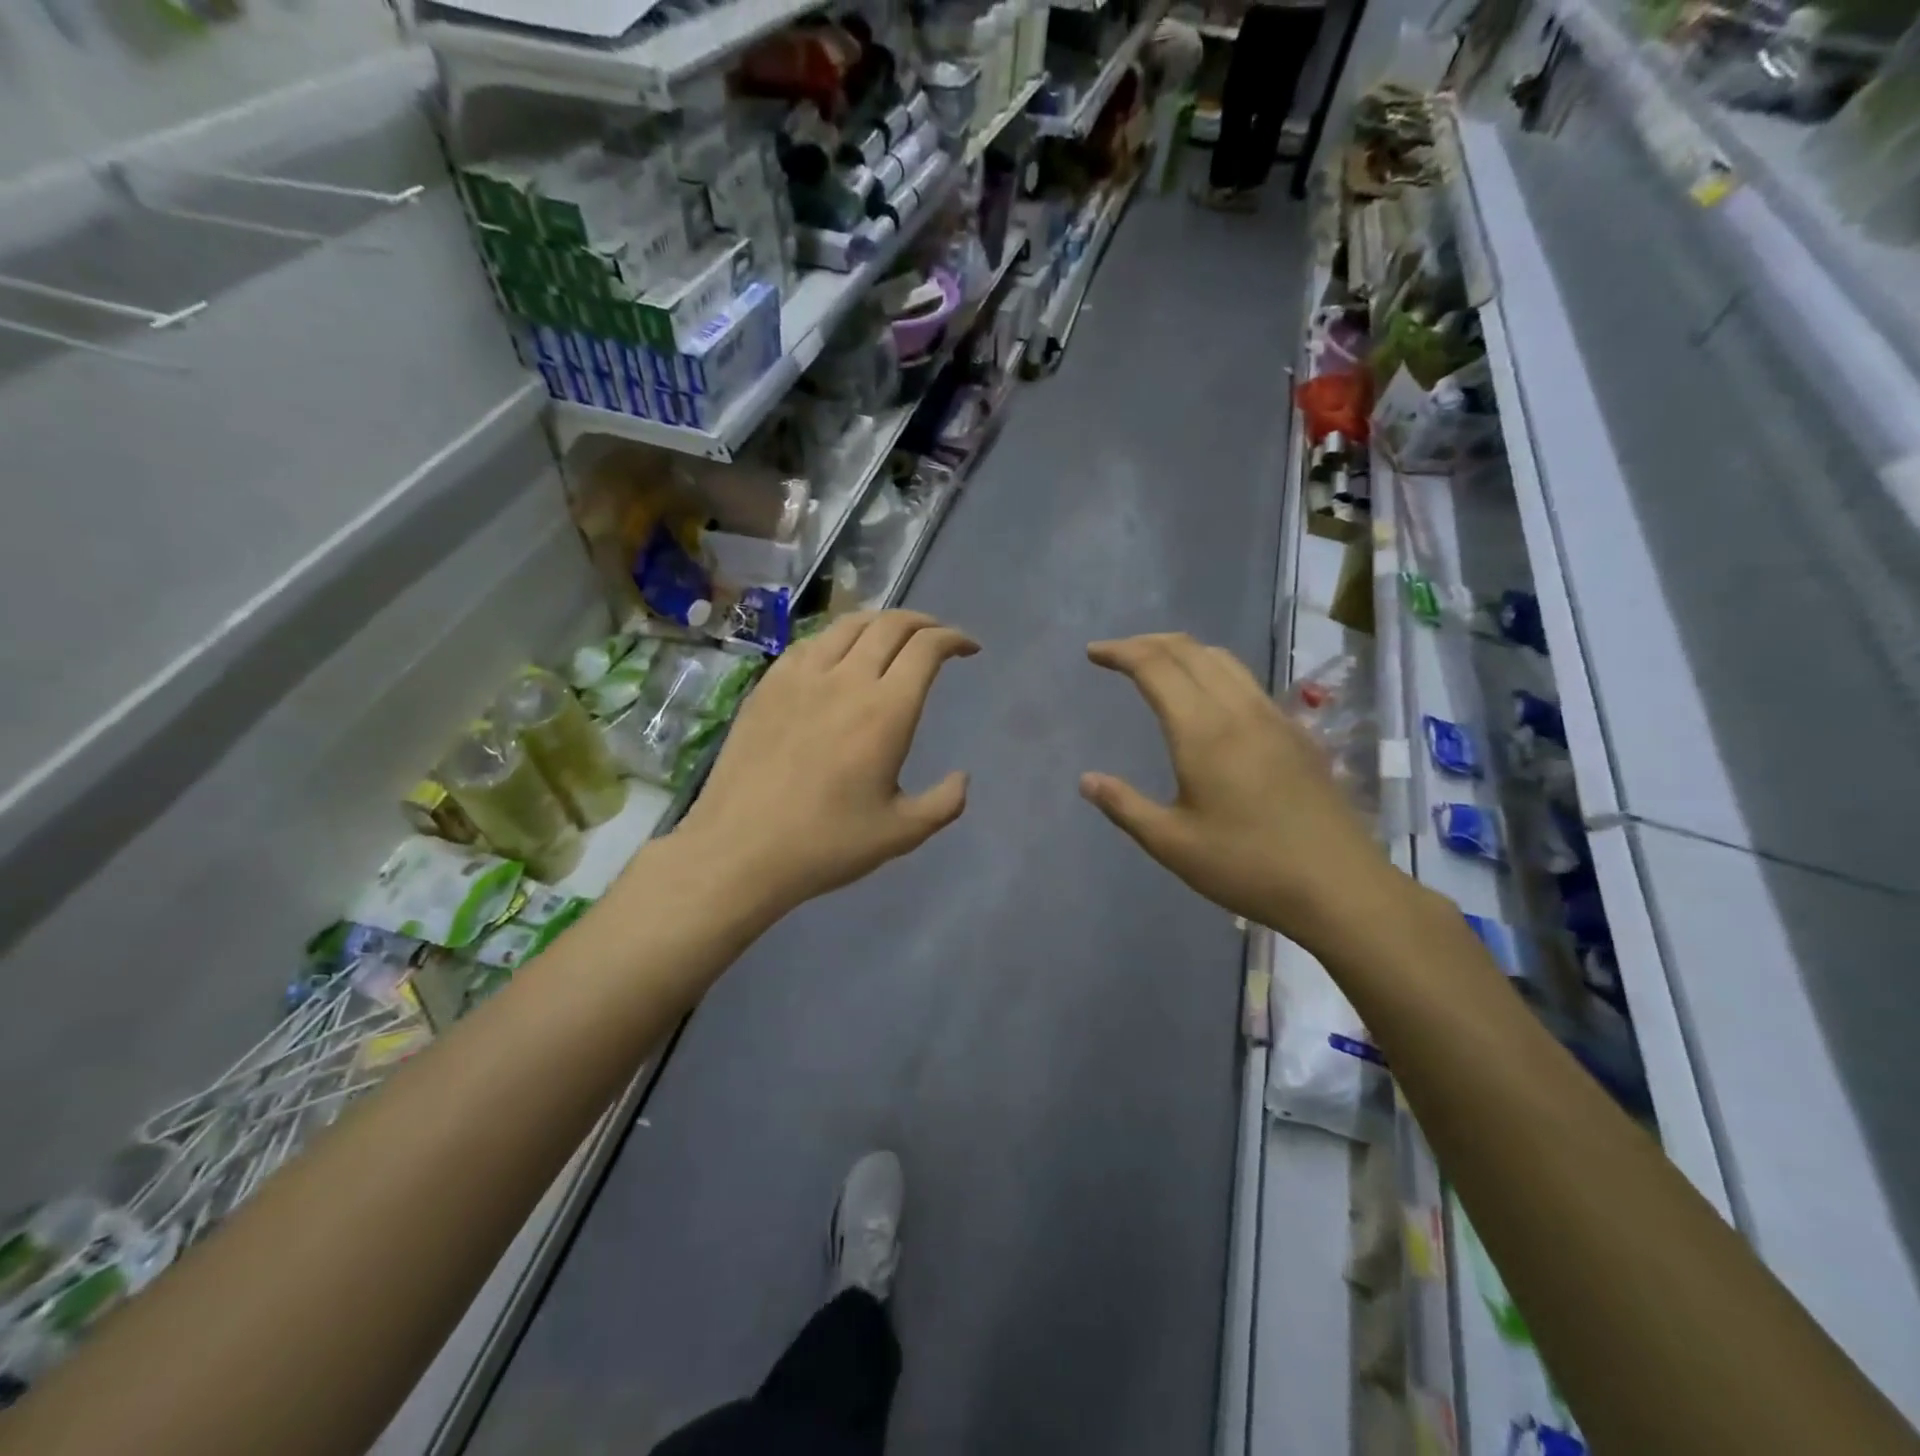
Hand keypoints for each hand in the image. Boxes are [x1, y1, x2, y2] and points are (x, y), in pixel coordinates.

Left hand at [674, 611, 977, 914]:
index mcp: (885, 711)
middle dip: (923, 622)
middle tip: (937, 636)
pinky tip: (838, 655)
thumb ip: (944, 803)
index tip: (968, 648)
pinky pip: (810, 642)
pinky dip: (837, 636)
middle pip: (890, 625)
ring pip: (848, 624)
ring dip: (881, 621)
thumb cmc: (826, 844)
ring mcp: (800, 677)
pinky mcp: (768, 685)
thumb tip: (963, 778)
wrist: (740, 850)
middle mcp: (846, 680)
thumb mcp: (901, 833)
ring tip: (893, 636)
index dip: (953, 638)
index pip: (926, 648)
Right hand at [1080, 633, 1397, 952]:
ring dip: (1183, 652)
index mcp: (1203, 730)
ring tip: (1158, 666)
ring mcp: (1274, 717)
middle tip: (1117, 654)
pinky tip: (1208, 700)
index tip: (1093, 653)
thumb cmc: (1247, 866)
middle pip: (1189, 650)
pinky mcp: (1296, 733)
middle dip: (1148, 643)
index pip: (1155, 666)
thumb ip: (1124, 806)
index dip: (1120, 652)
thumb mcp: (1171, 844)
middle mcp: (1239, 710)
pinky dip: (1213, 670)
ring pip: (1223, 660)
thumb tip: (1087, 780)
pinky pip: (1246, 681)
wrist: (1339, 885)